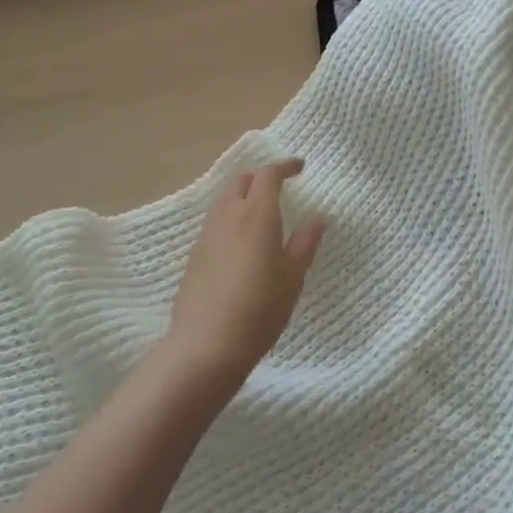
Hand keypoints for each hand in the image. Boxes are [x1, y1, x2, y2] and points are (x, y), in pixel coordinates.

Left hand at [164, 159, 324, 391]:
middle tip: (279, 187)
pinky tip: (240, 240)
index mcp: (257, 215)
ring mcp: (207, 235)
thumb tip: (317, 219)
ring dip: (243, 195)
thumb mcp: (292, 277)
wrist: (206, 345)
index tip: (300, 167)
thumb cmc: (260, 309)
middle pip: (241, 181)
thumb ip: (304, 244)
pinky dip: (231, 217)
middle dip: (261, 177)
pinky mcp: (195, 254)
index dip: (284, 167)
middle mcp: (229, 216)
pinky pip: (215, 222)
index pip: (268, 175)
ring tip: (260, 212)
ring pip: (224, 200)